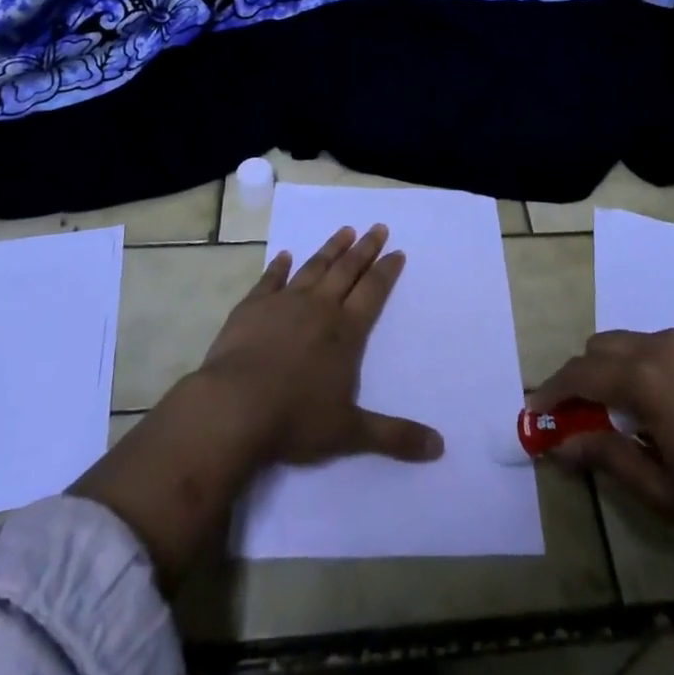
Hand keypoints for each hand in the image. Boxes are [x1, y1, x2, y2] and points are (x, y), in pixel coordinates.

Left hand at [71, 223, 438, 586]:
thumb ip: (395, 436)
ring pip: (314, 267)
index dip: (386, 271)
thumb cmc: (295, 420)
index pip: (373, 292)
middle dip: (365, 248)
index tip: (397, 251)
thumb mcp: (350, 433)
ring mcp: (284, 303)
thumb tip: (440, 447)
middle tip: (378, 227)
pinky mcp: (252, 307)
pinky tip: (284, 255)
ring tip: (345, 230)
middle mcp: (319, 308)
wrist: (233, 408)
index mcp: (346, 332)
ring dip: (331, 248)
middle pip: (347, 270)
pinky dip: (278, 266)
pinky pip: (270, 279)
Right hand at [530, 328, 673, 560]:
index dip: (551, 394)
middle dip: (579, 379)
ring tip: (614, 420)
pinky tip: (654, 412)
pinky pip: (656, 350)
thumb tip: (562, 446)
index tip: (533, 415)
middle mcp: (662, 346)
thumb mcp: (664, 490)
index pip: (580, 374)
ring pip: (627, 345)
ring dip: (608, 372)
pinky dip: (637, 370)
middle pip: (599, 348)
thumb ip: (607, 458)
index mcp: (645, 376)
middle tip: (574, 421)